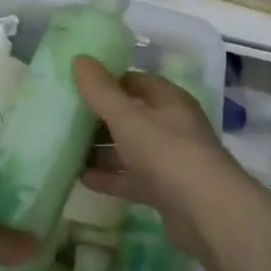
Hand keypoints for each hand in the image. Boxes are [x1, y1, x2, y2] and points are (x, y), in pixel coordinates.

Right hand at [72, 56, 247, 259]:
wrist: (206, 211)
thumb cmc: (167, 152)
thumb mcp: (128, 118)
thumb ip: (101, 92)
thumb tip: (80, 58)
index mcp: (169, 101)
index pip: (136, 82)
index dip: (108, 81)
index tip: (77, 85)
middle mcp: (172, 126)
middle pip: (132, 116)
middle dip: (100, 118)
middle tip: (65, 118)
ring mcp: (170, 160)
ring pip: (131, 149)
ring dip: (102, 150)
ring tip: (66, 149)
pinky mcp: (165, 191)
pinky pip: (132, 178)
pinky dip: (110, 177)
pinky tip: (82, 179)